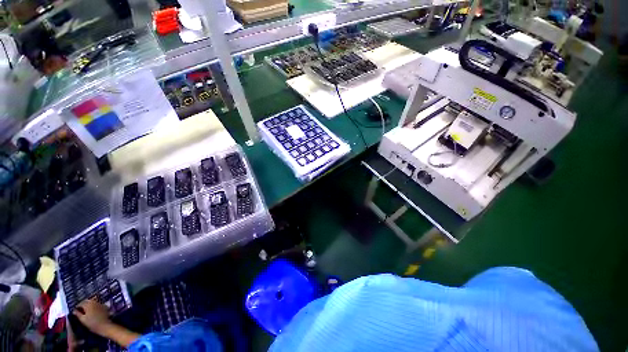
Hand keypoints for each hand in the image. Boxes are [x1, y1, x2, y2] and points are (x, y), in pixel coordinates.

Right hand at [72, 299, 111, 334]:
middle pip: (87, 301)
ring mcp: (100, 303)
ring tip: (85, 311)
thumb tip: (73, 310)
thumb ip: (78, 314)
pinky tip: (92, 311)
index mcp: (88, 304)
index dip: (77, 306)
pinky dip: (94, 306)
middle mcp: (94, 302)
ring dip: (88, 305)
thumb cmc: (92, 323)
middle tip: (80, 310)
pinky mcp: (104, 306)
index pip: (81, 303)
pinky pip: (97, 304)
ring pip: (92, 302)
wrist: (104, 326)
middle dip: (83, 305)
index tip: (75, 310)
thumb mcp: (82, 319)